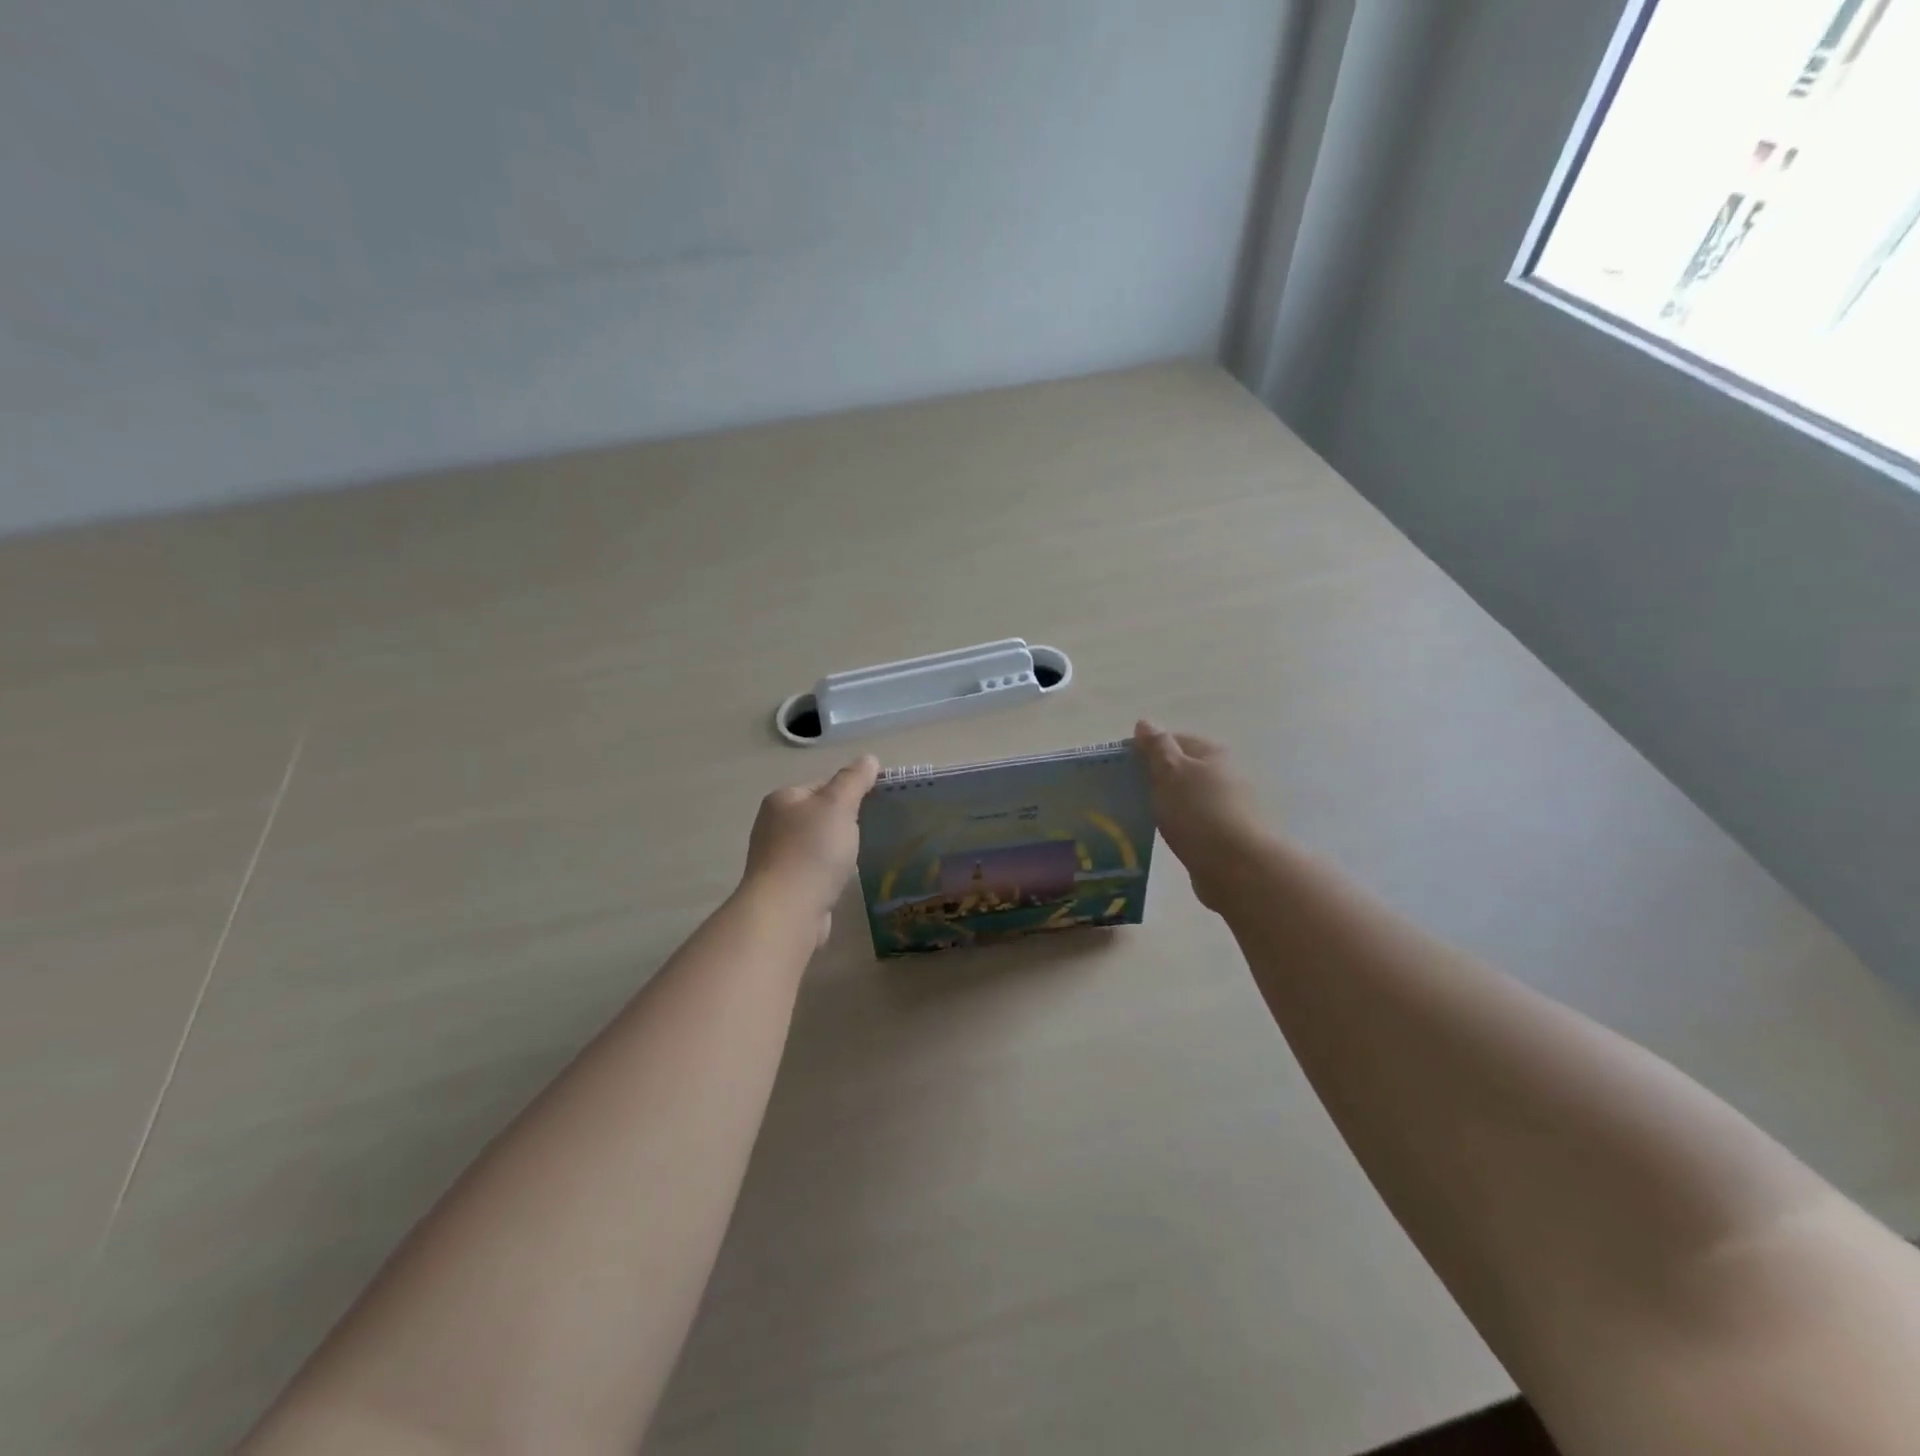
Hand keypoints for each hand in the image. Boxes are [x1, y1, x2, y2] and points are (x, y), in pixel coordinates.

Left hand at [741, 755, 880, 944]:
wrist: (787, 912)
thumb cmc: (813, 851)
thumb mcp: (839, 806)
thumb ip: (854, 780)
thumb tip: (868, 759)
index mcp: (783, 799)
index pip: (823, 784)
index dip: (851, 791)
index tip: (877, 804)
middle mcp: (773, 825)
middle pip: (819, 814)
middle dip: (845, 821)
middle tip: (874, 829)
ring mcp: (776, 857)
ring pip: (817, 843)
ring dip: (837, 848)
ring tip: (862, 855)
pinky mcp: (785, 886)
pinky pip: (814, 870)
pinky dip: (829, 872)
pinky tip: (843, 879)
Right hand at [1135, 721, 1271, 909]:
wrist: (1238, 868)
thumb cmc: (1199, 813)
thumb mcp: (1171, 772)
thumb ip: (1156, 747)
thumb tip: (1145, 723)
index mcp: (1212, 753)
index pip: (1172, 740)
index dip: (1145, 750)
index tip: (1120, 768)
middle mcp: (1223, 774)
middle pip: (1181, 768)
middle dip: (1155, 778)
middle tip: (1125, 793)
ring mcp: (1227, 805)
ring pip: (1186, 797)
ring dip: (1166, 803)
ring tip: (1139, 815)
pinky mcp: (1224, 834)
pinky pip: (1193, 822)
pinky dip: (1177, 825)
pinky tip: (1163, 835)